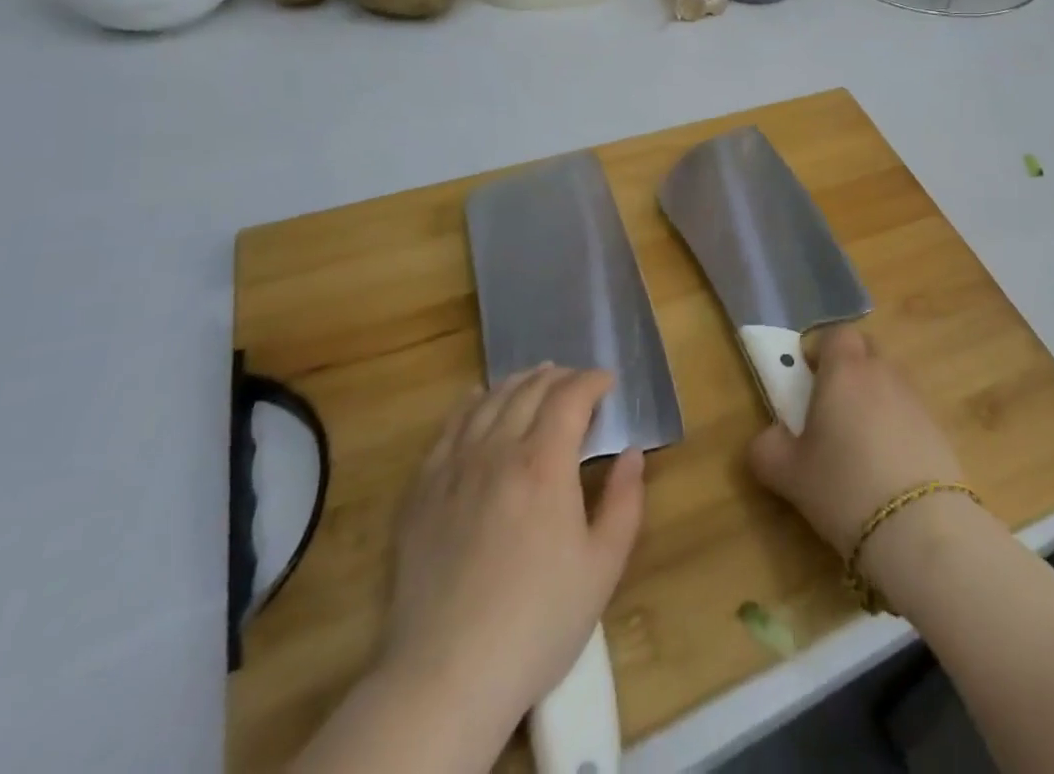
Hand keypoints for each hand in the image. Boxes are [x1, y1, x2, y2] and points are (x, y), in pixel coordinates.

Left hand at [381, 366, 644, 728]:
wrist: (446, 676)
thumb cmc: (537, 623)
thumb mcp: (603, 568)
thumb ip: (625, 502)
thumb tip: (631, 453)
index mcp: (544, 463)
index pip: (571, 396)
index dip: (593, 381)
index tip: (608, 382)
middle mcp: (498, 450)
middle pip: (530, 390)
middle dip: (560, 377)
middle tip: (578, 383)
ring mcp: (455, 467)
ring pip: (489, 401)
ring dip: (518, 383)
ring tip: (535, 380)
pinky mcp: (422, 491)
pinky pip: (449, 428)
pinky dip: (470, 403)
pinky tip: (478, 399)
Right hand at [746, 326, 962, 558]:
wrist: (920, 528)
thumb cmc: (843, 487)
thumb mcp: (788, 474)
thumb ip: (768, 449)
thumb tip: (768, 439)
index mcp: (844, 370)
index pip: (836, 334)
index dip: (822, 351)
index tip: (809, 379)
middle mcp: (882, 373)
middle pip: (866, 351)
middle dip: (850, 369)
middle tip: (831, 408)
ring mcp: (916, 400)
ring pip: (890, 382)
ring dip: (874, 400)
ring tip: (860, 445)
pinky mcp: (939, 430)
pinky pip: (911, 414)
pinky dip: (898, 428)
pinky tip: (888, 468)